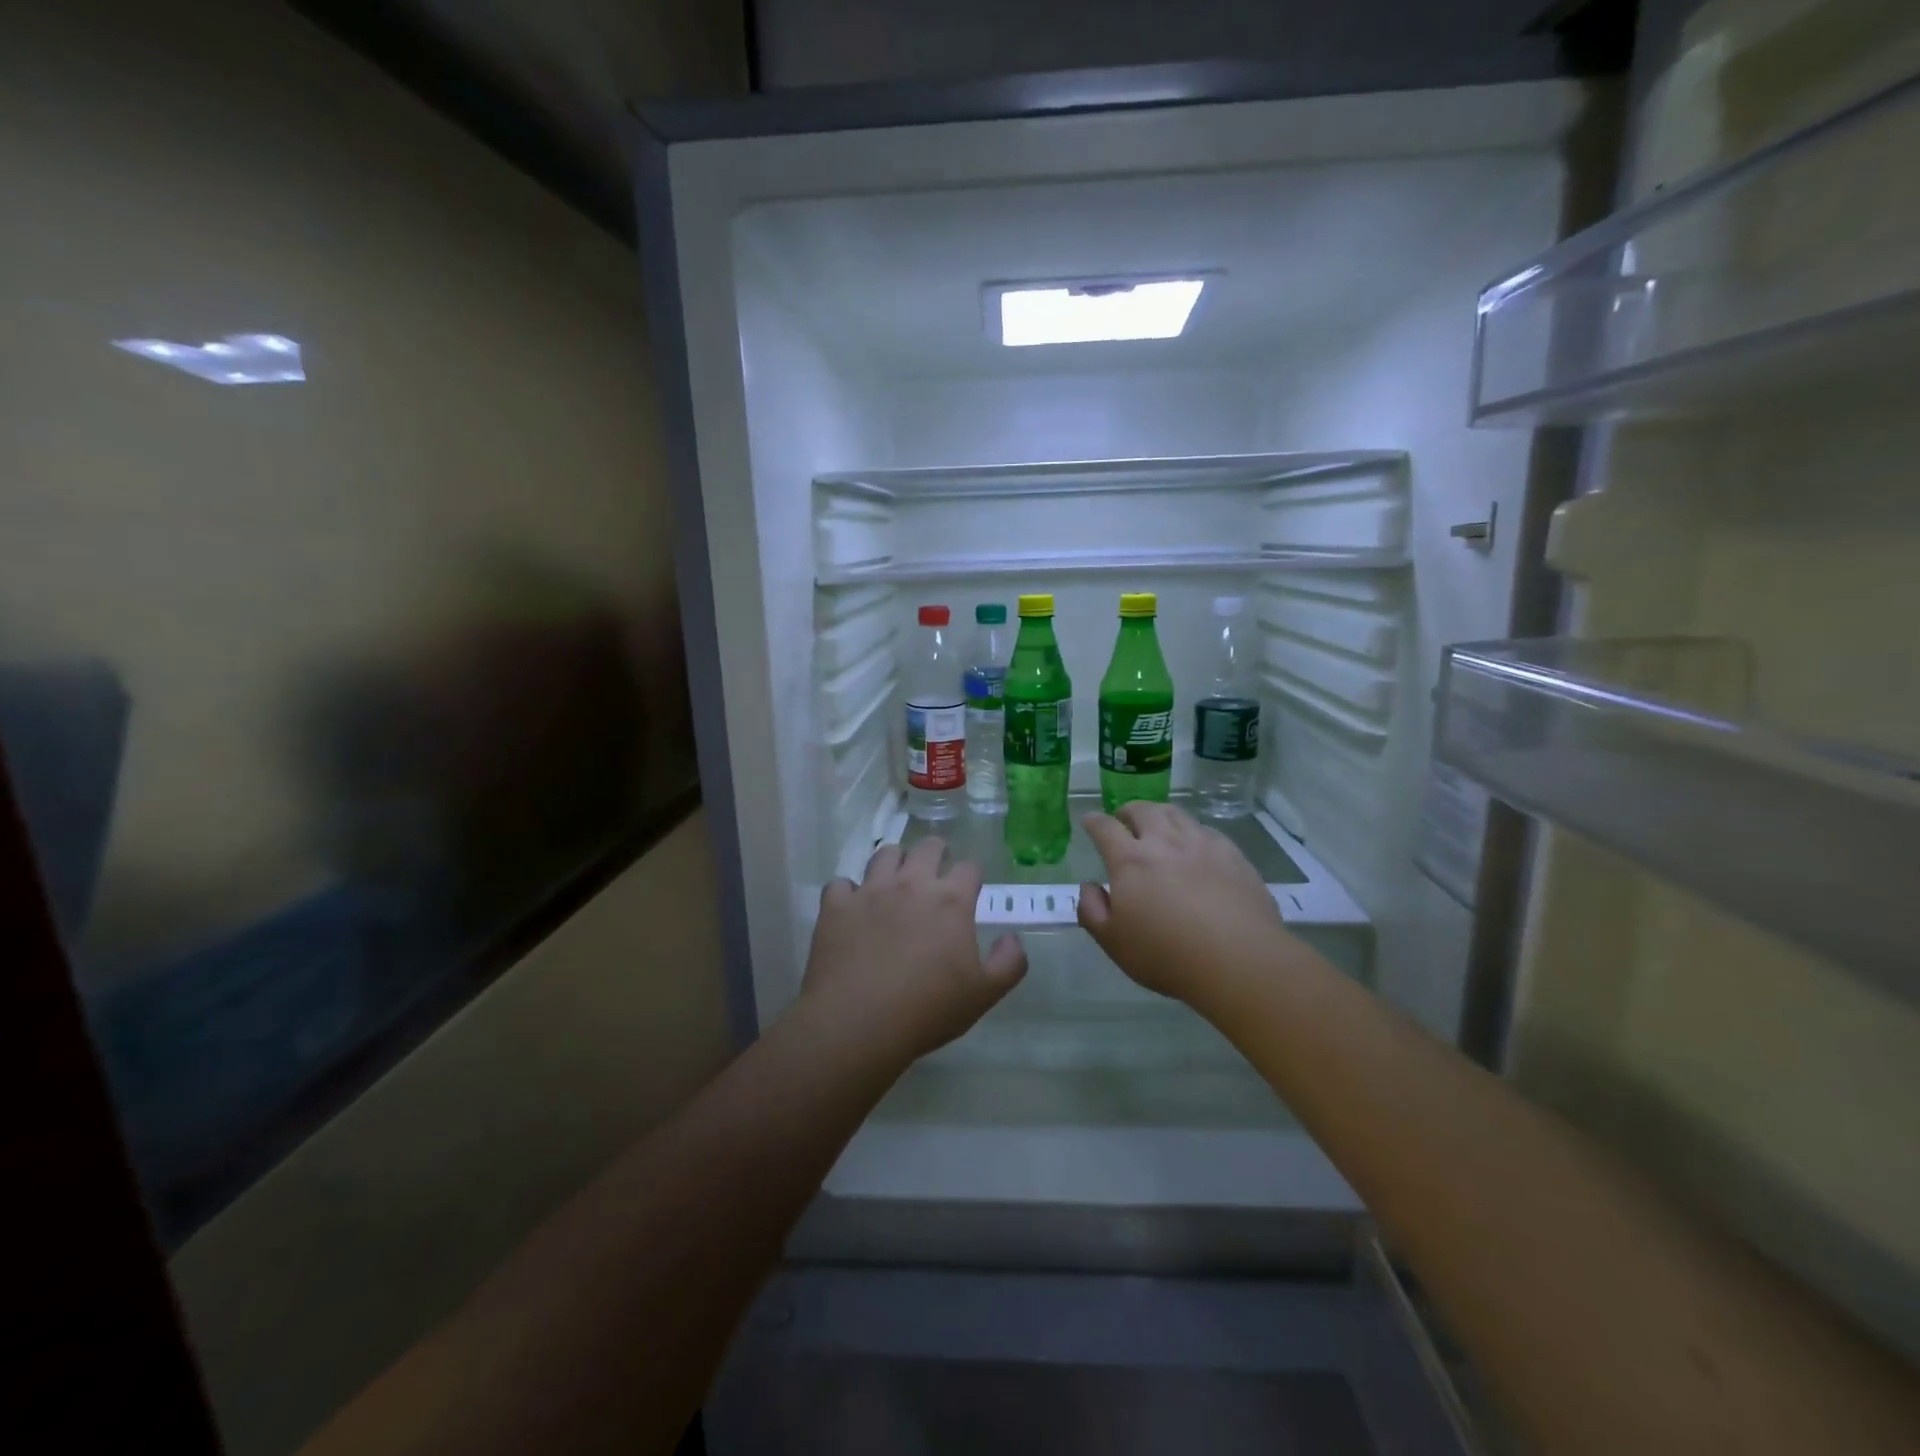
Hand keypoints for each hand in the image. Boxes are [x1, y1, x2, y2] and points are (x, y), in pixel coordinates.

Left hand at [800, 837, 1026, 1064]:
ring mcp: (870, 891)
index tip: (970, 888)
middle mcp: (911, 884)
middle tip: (934, 867)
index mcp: (950, 901)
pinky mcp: (836, 906)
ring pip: (883, 855)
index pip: (968, 868)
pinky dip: (848, 891)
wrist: (858, 1022)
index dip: (971, 875)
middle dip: (935, 852)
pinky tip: (851, 906)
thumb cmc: (927, 1009)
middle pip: (927, 847)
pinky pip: (841, 884)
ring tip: (894, 877)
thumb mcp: (984, 994)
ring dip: (893, 861)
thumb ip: (1009, 963)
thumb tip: (1012, 939)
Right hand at [1078, 802, 1298, 1006]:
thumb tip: (1089, 886)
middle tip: (1124, 821)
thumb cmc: (1167, 955)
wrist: (1239, 960)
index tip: (1090, 821)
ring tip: (1157, 826)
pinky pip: (1206, 830)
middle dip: (1127, 811)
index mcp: (1130, 860)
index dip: (1094, 821)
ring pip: (1175, 814)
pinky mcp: (1232, 854)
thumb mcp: (1114, 942)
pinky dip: (1191, 832)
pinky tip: (1195, 847)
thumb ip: (1092, 910)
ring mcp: (1201, 844)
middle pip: (1142, 810)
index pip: (1105, 828)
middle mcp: (1164, 842)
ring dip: (1159, 814)